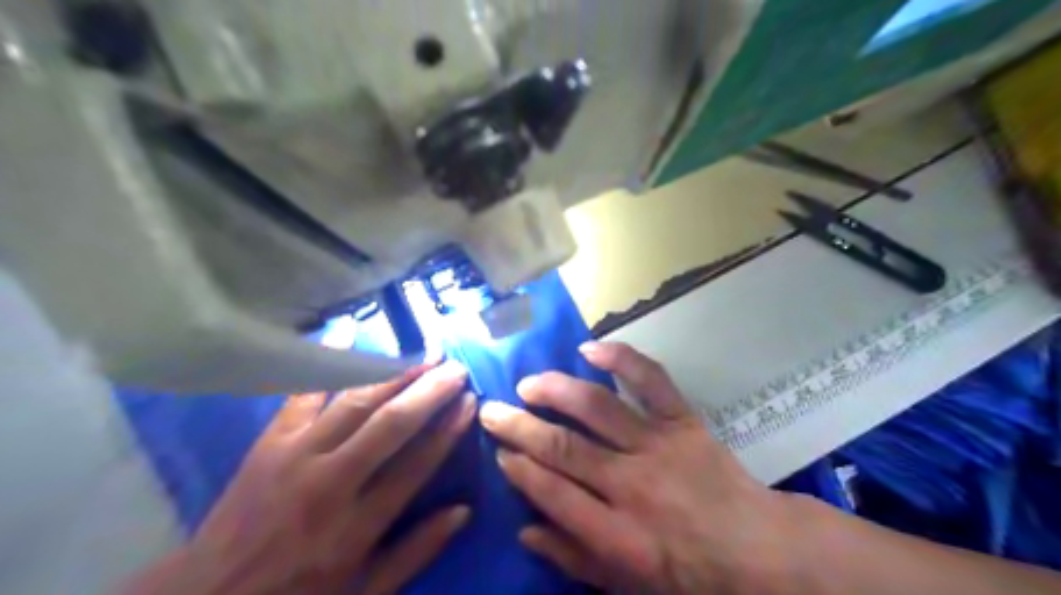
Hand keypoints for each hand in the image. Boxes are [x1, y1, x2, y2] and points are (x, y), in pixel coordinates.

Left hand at [123, 361, 472, 594]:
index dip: (447, 430)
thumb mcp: (363, 591)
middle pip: (389, 424)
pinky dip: (326, 361)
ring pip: (354, 402)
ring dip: (394, 374)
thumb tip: (463, 511)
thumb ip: (415, 552)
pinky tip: (348, 332)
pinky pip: (302, 392)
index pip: (415, 465)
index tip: (470, 401)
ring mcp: (295, 455)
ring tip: (425, 354)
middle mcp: (329, 483)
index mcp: (356, 526)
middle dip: (428, 392)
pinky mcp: (270, 441)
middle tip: (456, 368)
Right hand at [482, 341, 804, 593]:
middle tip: (491, 410)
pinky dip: (622, 358)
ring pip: (597, 408)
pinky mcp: (683, 420)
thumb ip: (575, 558)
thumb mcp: (628, 585)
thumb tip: (526, 530)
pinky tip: (590, 349)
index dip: (519, 468)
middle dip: (520, 426)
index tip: (499, 450)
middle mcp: (631, 484)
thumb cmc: (689, 572)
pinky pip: (652, 381)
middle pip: (564, 447)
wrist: (758, 550)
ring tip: (528, 384)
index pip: (553, 492)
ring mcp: (658, 445)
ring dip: (557, 391)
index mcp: (617, 533)